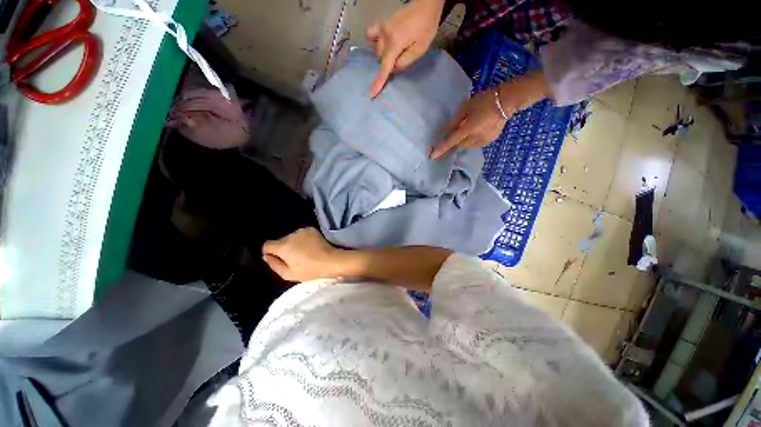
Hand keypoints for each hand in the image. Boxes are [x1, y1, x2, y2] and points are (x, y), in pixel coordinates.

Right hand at [262, 228, 343, 281]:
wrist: (330, 260)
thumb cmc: (309, 270)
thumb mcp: (288, 274)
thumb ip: (274, 264)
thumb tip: (266, 256)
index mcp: (283, 246)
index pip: (267, 245)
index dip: (270, 252)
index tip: (278, 259)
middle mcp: (290, 235)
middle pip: (280, 241)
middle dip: (283, 248)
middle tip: (294, 258)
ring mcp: (302, 230)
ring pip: (291, 237)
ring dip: (293, 243)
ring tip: (303, 252)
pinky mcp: (311, 229)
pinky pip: (301, 234)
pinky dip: (303, 239)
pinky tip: (310, 246)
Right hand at [367, 0, 444, 97]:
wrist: (426, 4)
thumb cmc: (426, 28)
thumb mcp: (419, 50)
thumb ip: (404, 62)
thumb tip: (393, 68)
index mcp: (395, 43)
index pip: (385, 67)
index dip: (379, 82)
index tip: (372, 94)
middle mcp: (384, 36)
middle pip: (381, 59)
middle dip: (389, 63)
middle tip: (402, 57)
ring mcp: (382, 28)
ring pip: (377, 50)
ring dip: (384, 55)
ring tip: (397, 49)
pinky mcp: (382, 23)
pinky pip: (371, 35)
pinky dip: (374, 42)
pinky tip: (382, 43)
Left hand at [430, 72, 549, 158]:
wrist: (508, 100)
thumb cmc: (484, 100)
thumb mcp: (466, 108)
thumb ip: (454, 122)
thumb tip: (445, 132)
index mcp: (468, 129)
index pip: (450, 142)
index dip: (441, 149)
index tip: (432, 157)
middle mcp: (475, 139)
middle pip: (459, 145)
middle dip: (455, 141)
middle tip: (457, 131)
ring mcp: (483, 141)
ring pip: (467, 146)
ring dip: (464, 140)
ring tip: (470, 127)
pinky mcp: (490, 141)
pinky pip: (476, 144)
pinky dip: (472, 140)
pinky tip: (478, 129)